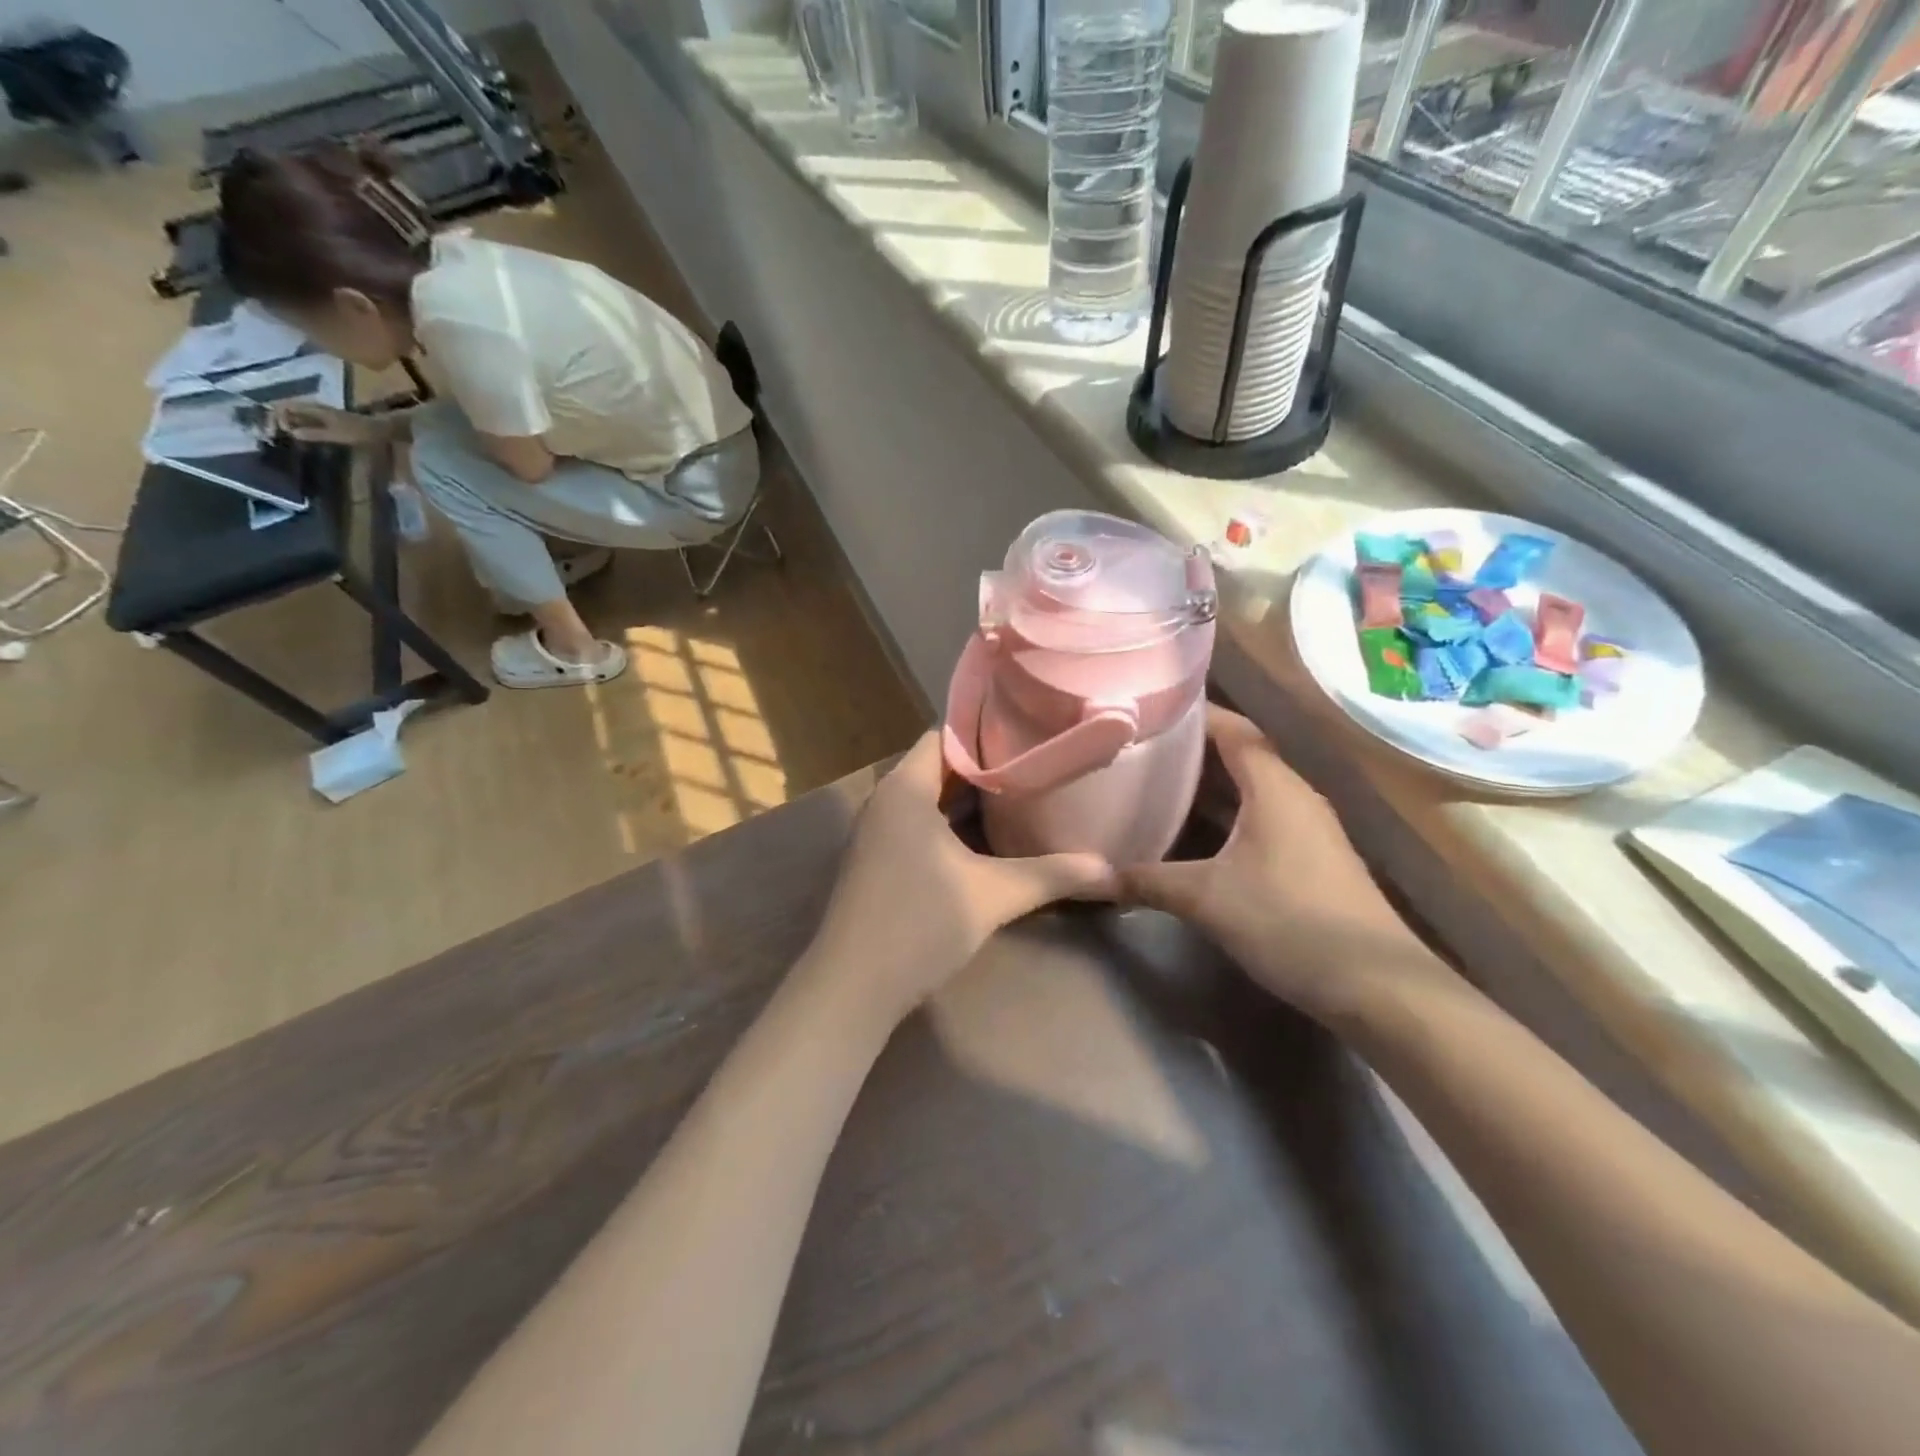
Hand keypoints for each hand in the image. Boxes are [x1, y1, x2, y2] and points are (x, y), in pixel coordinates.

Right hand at [269, 401, 381, 445]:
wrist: (380, 429)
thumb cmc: (359, 432)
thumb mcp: (336, 434)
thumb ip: (314, 433)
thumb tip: (291, 433)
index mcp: (314, 408)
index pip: (284, 406)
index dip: (274, 416)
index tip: (273, 431)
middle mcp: (314, 407)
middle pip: (287, 409)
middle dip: (277, 420)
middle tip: (272, 435)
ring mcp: (320, 413)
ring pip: (296, 414)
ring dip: (287, 423)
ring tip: (282, 436)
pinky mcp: (327, 420)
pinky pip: (307, 420)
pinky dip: (299, 426)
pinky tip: (299, 437)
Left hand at [805, 732, 1116, 1028]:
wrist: (852, 987)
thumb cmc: (919, 923)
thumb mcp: (994, 895)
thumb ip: (1052, 875)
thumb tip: (1112, 871)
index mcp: (905, 789)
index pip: (946, 736)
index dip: (987, 733)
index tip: (1031, 735)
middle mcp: (886, 801)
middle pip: (940, 767)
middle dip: (987, 768)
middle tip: (1038, 767)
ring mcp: (878, 833)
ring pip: (930, 799)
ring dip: (970, 800)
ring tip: (1023, 797)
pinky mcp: (878, 861)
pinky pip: (919, 825)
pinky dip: (951, 825)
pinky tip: (988, 841)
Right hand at [1120, 707, 1437, 1022]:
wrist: (1377, 986)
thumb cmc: (1288, 922)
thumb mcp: (1205, 899)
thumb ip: (1146, 880)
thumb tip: (1090, 876)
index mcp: (1274, 786)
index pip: (1231, 728)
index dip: (1191, 713)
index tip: (1147, 711)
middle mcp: (1294, 796)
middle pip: (1239, 755)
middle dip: (1190, 750)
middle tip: (1139, 749)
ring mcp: (1307, 829)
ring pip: (1249, 790)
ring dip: (1207, 785)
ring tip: (1156, 784)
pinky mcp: (1311, 859)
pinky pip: (1259, 818)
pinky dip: (1225, 815)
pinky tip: (1194, 834)